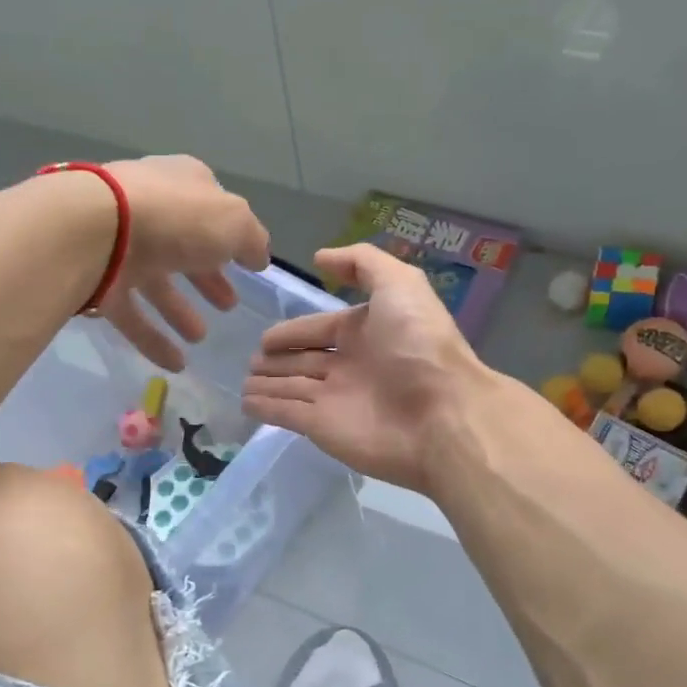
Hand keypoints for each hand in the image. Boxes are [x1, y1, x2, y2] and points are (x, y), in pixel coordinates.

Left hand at [98, 156, 271, 370]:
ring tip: (200, 337)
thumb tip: (259, 258)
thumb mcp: (233, 223)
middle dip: (207, 278)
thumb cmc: (174, 218)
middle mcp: (150, 211)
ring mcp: (119, 246)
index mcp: (182, 185)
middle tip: (228, 306)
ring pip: (155, 282)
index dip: (230, 237)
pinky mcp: (98, 281)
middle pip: (184, 248)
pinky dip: (153, 338)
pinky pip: (131, 313)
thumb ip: (252, 240)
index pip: (210, 208)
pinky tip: (175, 364)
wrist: (93, 230)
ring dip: (179, 310)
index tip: (246, 266)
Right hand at [244, 243, 487, 491]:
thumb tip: (321, 258)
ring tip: (244, 381)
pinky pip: (287, 414)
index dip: (294, 331)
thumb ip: (362, 263)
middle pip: (305, 360)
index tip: (266, 337)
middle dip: (277, 360)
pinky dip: (266, 408)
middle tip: (250, 360)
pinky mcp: (323, 428)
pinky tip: (246, 402)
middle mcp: (351, 365)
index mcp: (367, 332)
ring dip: (268, 383)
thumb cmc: (419, 345)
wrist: (442, 415)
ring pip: (292, 387)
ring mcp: (336, 399)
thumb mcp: (400, 284)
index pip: (322, 329)